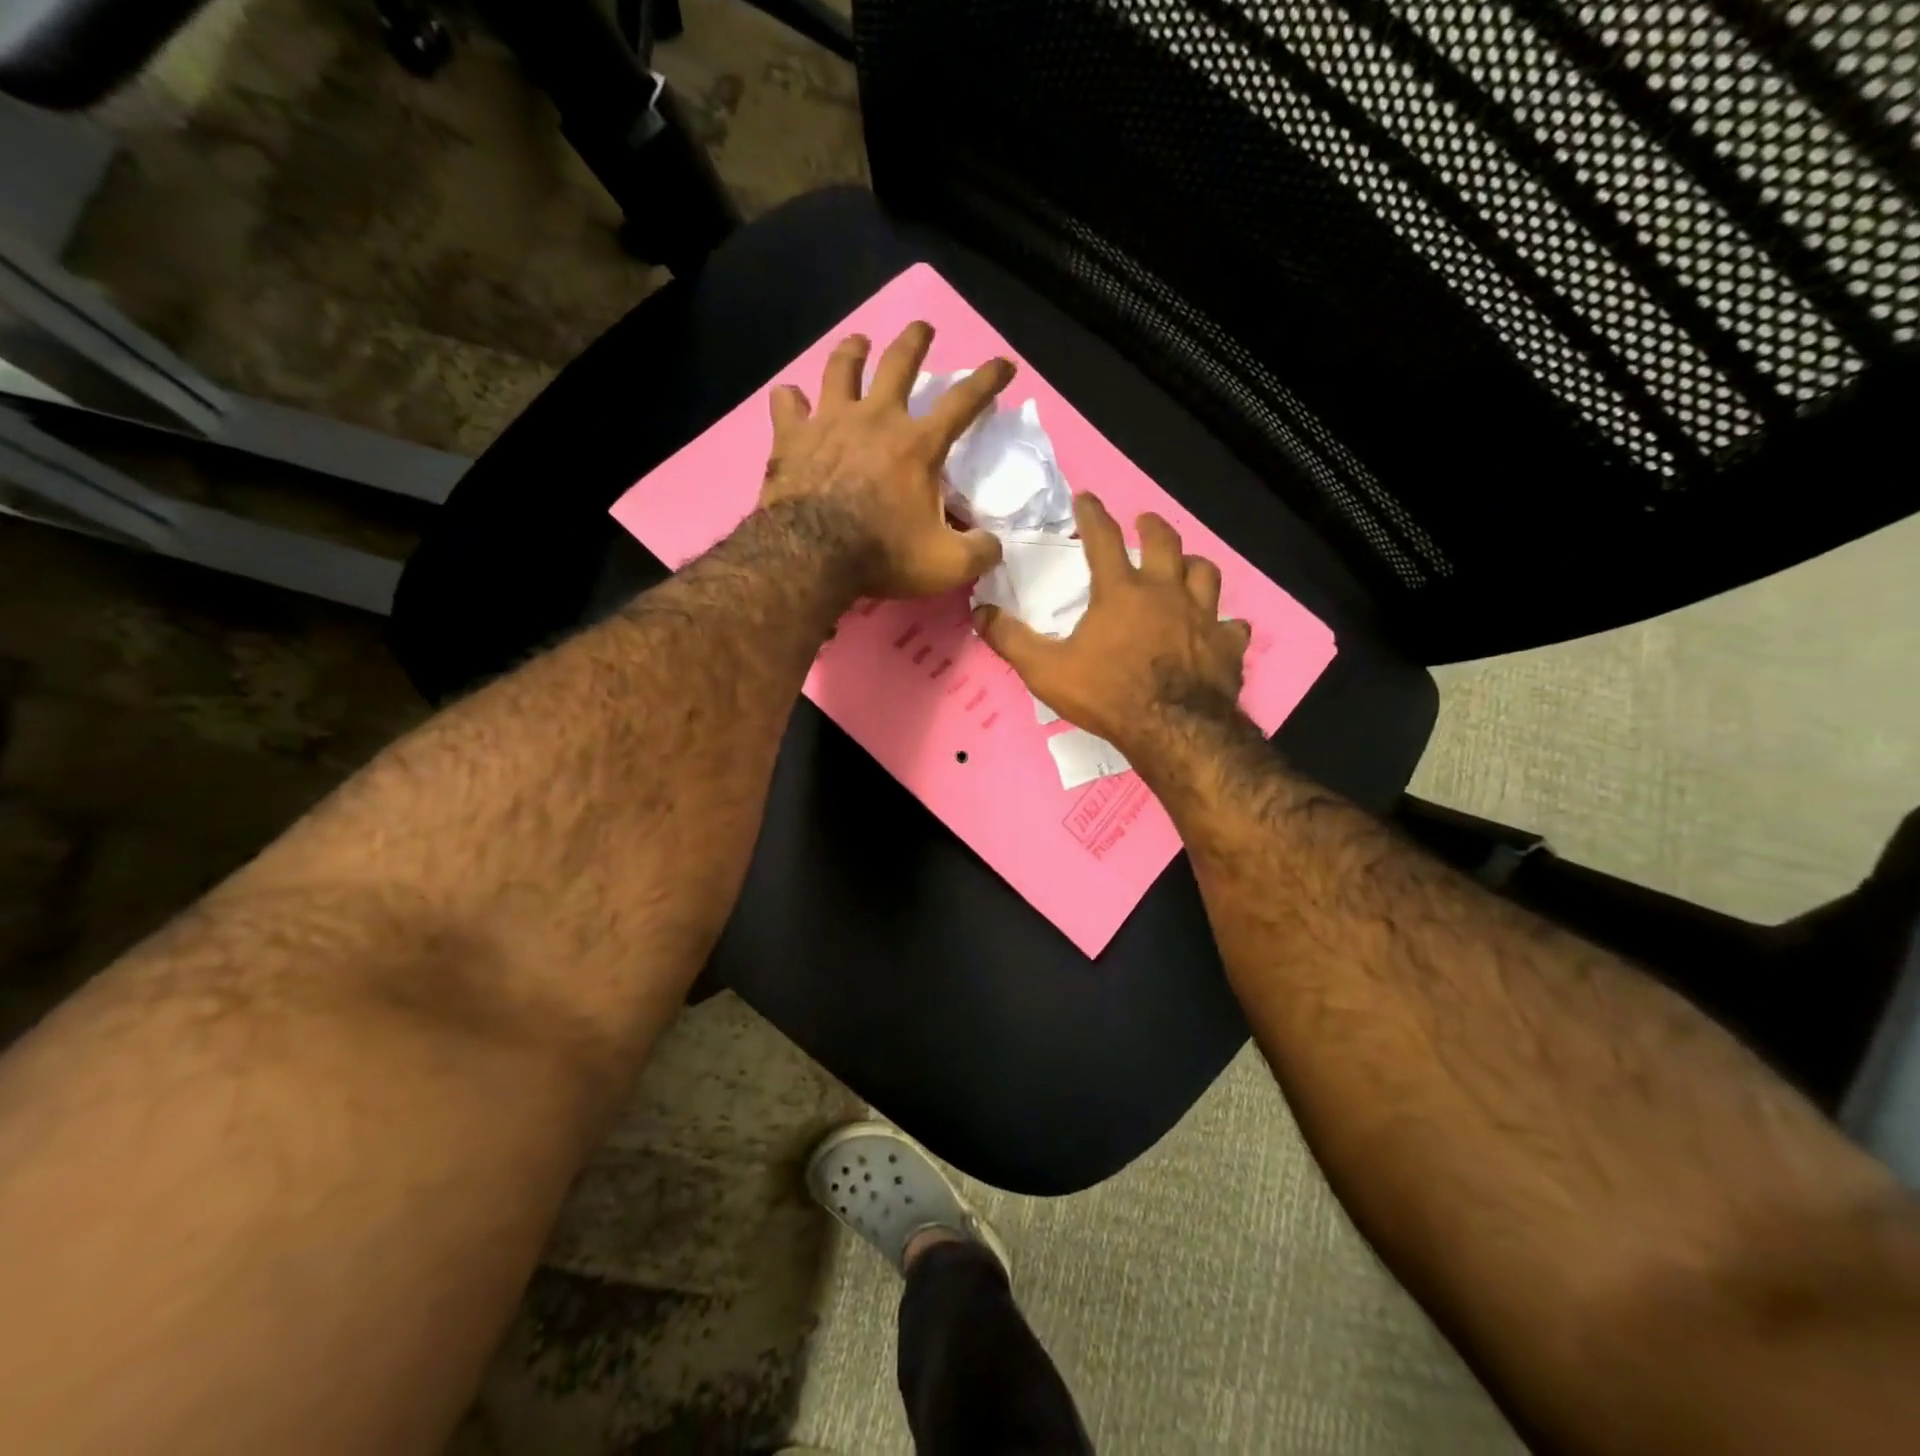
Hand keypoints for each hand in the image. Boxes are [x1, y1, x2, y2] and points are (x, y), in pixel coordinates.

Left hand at [759, 322, 1013, 597]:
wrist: (812, 555)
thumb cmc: (884, 556)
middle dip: (914, 341)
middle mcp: (876, 419)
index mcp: (918, 445)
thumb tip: (993, 545)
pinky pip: (787, 403)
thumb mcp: (947, 565)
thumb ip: (978, 552)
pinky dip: (791, 399)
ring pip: (841, 368)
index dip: (988, 380)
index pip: (963, 402)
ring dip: (853, 351)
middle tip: (922, 328)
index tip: (1003, 363)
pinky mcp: (791, 437)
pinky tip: (792, 399)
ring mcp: (829, 422)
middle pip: (898, 363)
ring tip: (858, 342)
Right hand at [972, 493, 1252, 758]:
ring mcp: (1203, 616)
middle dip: (1152, 525)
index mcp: (1121, 591)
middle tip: (1145, 521)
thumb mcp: (1046, 670)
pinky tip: (1220, 630)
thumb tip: (979, 612)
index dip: (1093, 514)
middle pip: (1165, 542)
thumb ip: (1012, 640)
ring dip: (1193, 565)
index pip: (1103, 538)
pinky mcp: (1227, 646)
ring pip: (1206, 573)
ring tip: (1185, 566)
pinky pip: (1232, 625)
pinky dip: (1224, 624)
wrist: (1172, 730)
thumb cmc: (1107, 695)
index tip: (1087, 498)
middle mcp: (1166, 592)